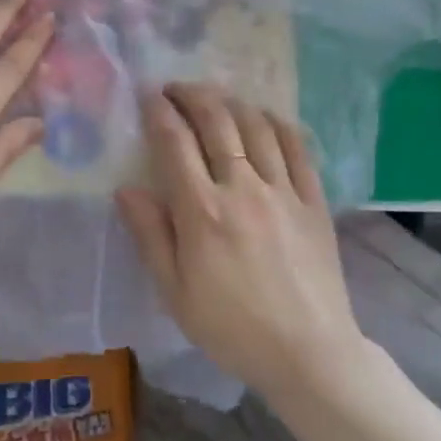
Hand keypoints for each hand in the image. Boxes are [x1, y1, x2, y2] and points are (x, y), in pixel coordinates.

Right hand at [116, 85, 362, 400]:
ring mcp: (284, 191)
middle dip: (192, 95)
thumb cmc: (231, 328)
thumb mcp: (175, 292)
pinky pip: (298, 147)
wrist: (309, 353)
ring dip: (232, 102)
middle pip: (217, 122)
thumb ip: (150, 235)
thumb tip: (126, 189)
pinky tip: (265, 117)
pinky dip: (278, 123)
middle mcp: (243, 188)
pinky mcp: (314, 200)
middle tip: (176, 88)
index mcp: (202, 211)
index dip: (159, 112)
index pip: (174, 143)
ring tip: (215, 97)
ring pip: (257, 126)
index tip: (147, 96)